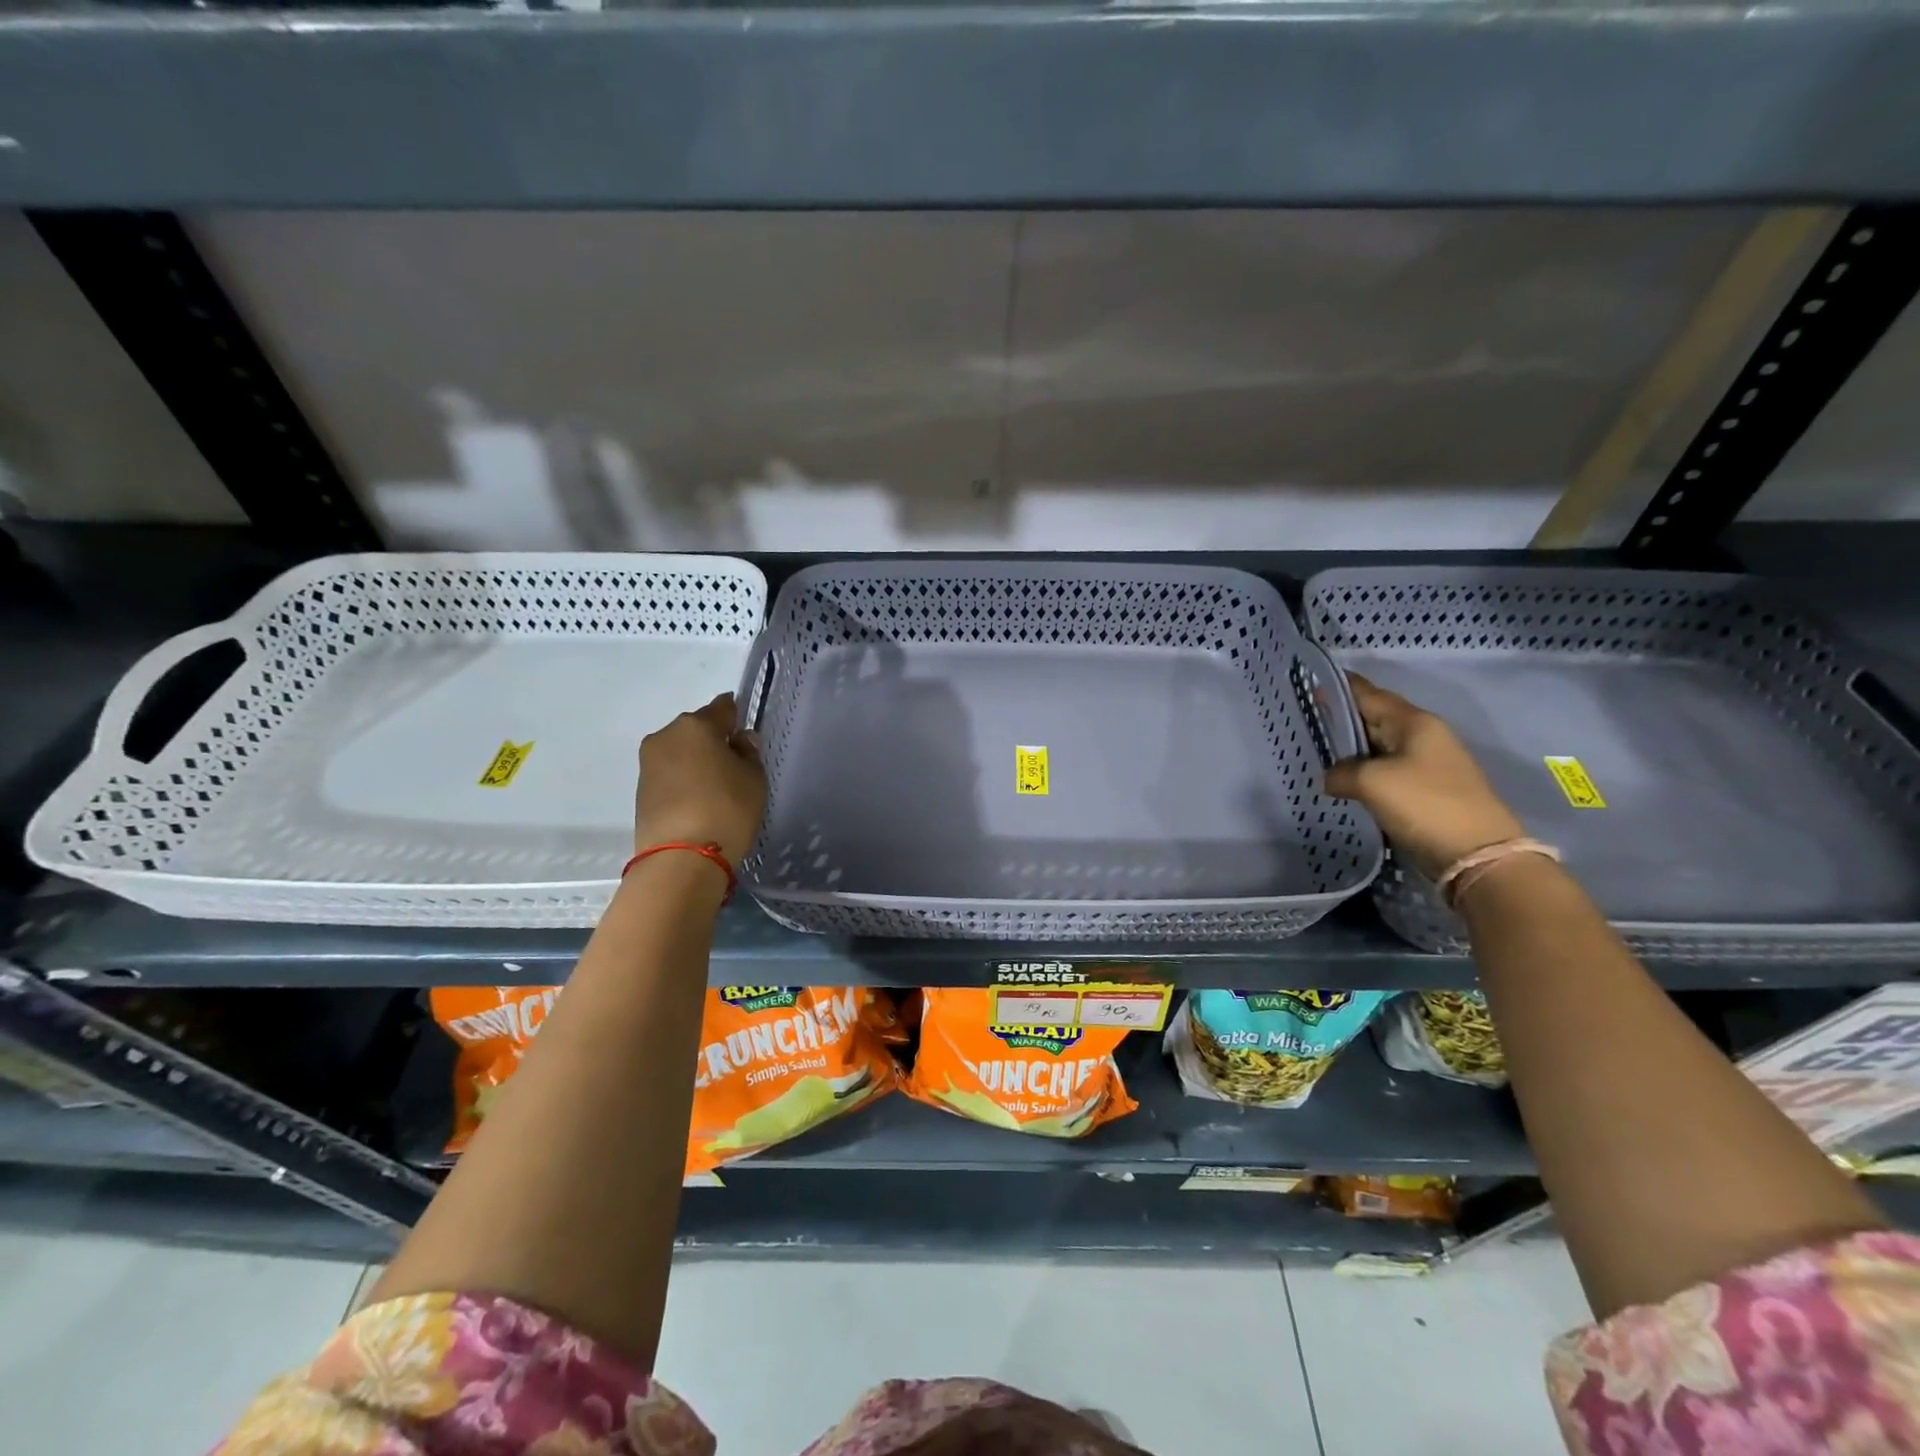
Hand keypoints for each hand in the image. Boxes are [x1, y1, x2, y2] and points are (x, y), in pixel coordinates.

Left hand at [634, 694, 767, 864]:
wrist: (681, 858)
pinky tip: (697, 799)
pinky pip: (669, 773)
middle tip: (732, 764)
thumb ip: (748, 753)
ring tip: (715, 786)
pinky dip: (683, 779)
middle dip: (713, 740)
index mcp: (696, 725)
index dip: (736, 717)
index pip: (723, 707)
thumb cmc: (727, 809)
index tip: (745, 734)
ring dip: (695, 760)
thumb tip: (739, 740)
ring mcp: (648, 762)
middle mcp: (666, 735)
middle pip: (696, 728)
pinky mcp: (640, 789)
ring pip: (680, 751)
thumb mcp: (754, 779)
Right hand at [1324, 675, 1524, 879]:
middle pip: (1374, 718)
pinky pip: (1387, 771)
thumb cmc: (1425, 804)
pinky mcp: (1428, 790)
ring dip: (1351, 748)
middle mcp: (1423, 736)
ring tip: (1317, 751)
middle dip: (1342, 718)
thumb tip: (1331, 777)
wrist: (1479, 855)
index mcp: (1414, 722)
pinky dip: (1364, 771)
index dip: (1340, 687)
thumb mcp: (1371, 782)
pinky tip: (1344, 780)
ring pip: (1380, 747)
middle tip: (1305, 720)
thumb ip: (1341, 772)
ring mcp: (1428, 764)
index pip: (1369, 694)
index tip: (1311, 682)